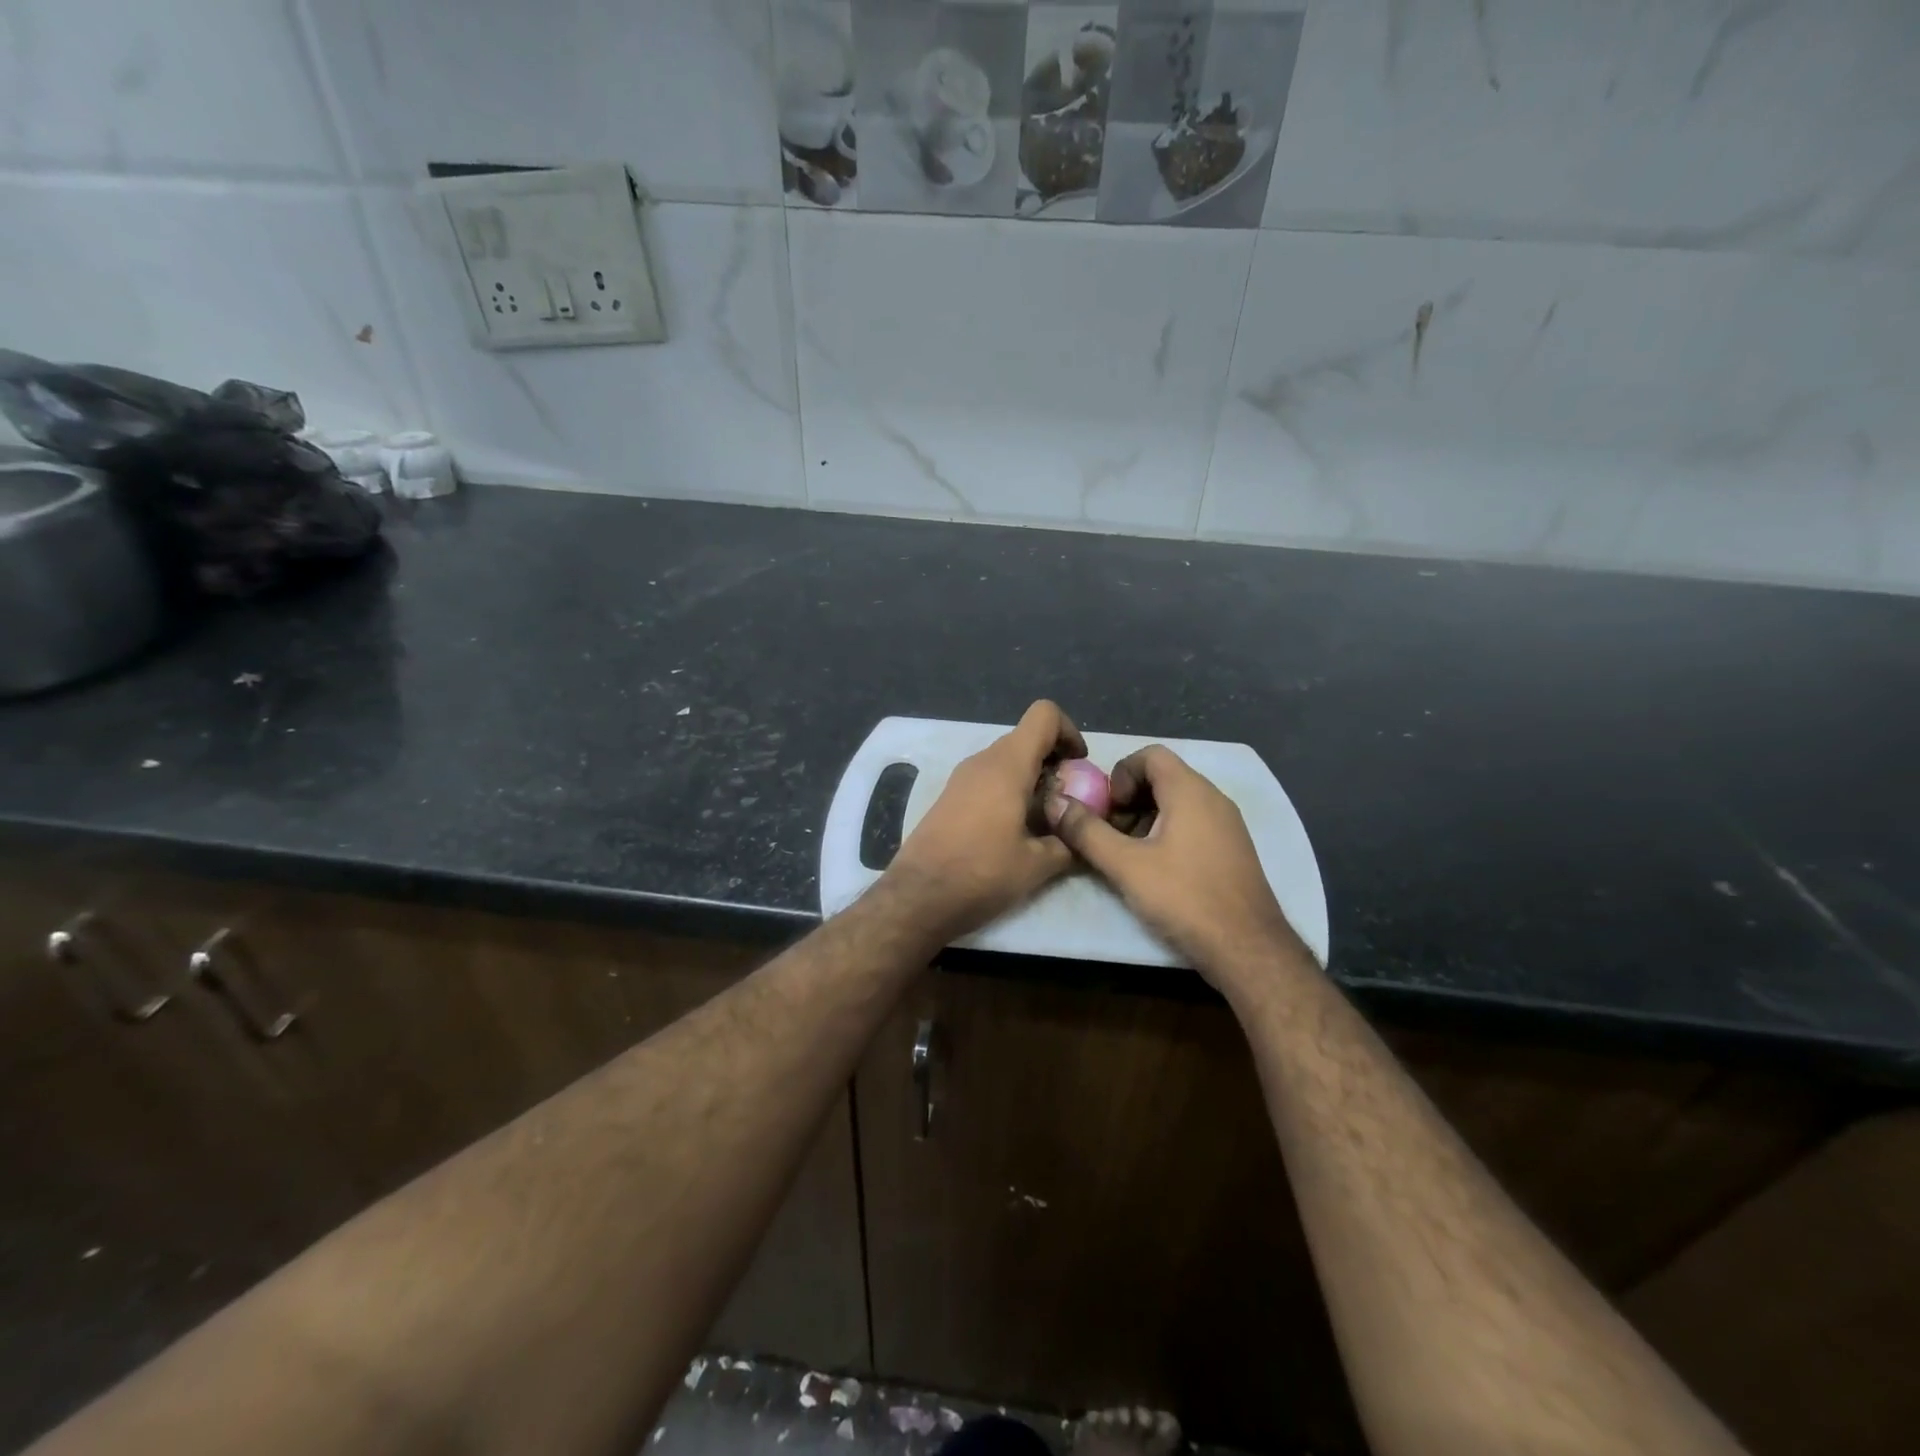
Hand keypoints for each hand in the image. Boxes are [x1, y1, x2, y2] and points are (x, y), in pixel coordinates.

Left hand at [881, 700, 1083, 940]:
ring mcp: (961, 777)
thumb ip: (1068, 841)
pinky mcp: (949, 796)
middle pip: (1027, 739)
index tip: (1078, 768)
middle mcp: (982, 760)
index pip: (1044, 715)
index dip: (1069, 732)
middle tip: (1068, 801)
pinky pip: (988, 778)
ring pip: (1007, 760)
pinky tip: (1014, 830)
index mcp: (1008, 764)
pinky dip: (1008, 791)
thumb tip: (1081, 833)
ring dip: (1031, 779)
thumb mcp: (1038, 864)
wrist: (919, 896)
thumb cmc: (982, 873)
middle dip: (1054, 762)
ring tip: (1044, 820)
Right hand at [1047, 745, 1304, 986]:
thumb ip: (1087, 831)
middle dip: (1128, 800)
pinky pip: (1192, 824)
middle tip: (1108, 834)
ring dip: (1144, 819)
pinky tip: (1154, 870)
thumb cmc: (1185, 898)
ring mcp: (1227, 825)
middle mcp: (1213, 798)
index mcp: (1190, 791)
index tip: (1107, 811)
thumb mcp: (1126, 866)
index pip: (1149, 755)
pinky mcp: (1231, 850)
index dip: (1120, 775)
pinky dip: (1166, 834)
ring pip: (1176, 803)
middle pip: (1162, 778)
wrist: (1248, 948)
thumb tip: (1055, 803)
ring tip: (1126, 855)